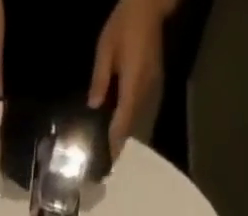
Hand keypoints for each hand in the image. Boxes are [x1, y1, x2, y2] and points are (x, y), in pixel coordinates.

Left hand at [90, 0, 171, 155]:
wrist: (150, 4)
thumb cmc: (126, 22)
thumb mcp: (106, 47)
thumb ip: (100, 79)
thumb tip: (93, 106)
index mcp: (133, 84)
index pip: (122, 123)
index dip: (112, 146)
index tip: (104, 166)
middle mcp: (145, 92)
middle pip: (130, 129)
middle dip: (117, 148)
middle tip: (104, 168)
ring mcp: (152, 90)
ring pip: (136, 124)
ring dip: (124, 139)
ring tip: (110, 155)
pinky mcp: (154, 86)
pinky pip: (141, 113)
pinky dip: (129, 126)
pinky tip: (119, 132)